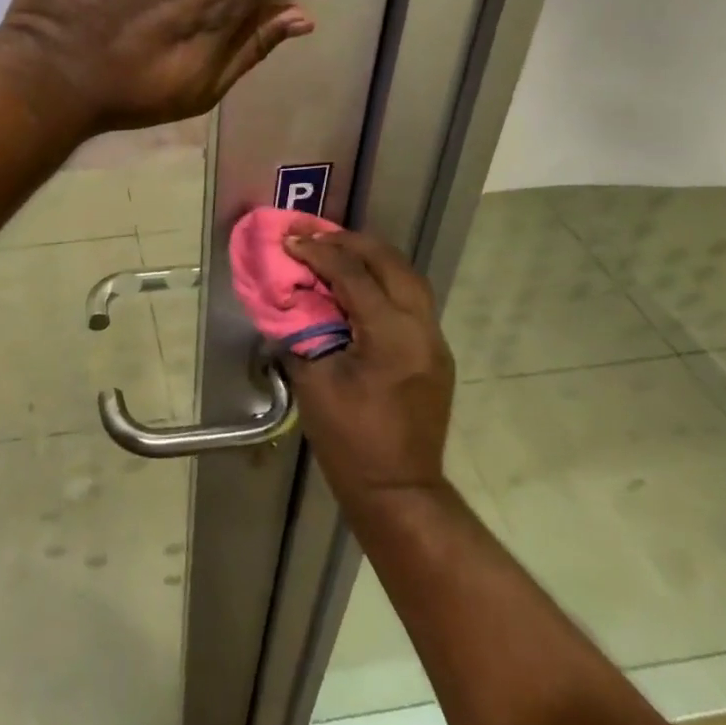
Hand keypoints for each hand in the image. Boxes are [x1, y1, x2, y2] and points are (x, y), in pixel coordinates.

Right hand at [283, 226, 455, 512]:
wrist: (398, 490)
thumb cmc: (350, 440)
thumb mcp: (314, 383)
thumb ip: (302, 334)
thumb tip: (290, 302)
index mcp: (391, 334)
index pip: (353, 275)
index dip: (318, 253)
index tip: (290, 241)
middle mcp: (421, 327)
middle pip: (390, 263)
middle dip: (350, 243)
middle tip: (315, 235)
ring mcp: (434, 340)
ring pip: (408, 277)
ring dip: (372, 258)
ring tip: (337, 251)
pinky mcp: (435, 353)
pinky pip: (411, 300)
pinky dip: (384, 281)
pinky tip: (359, 286)